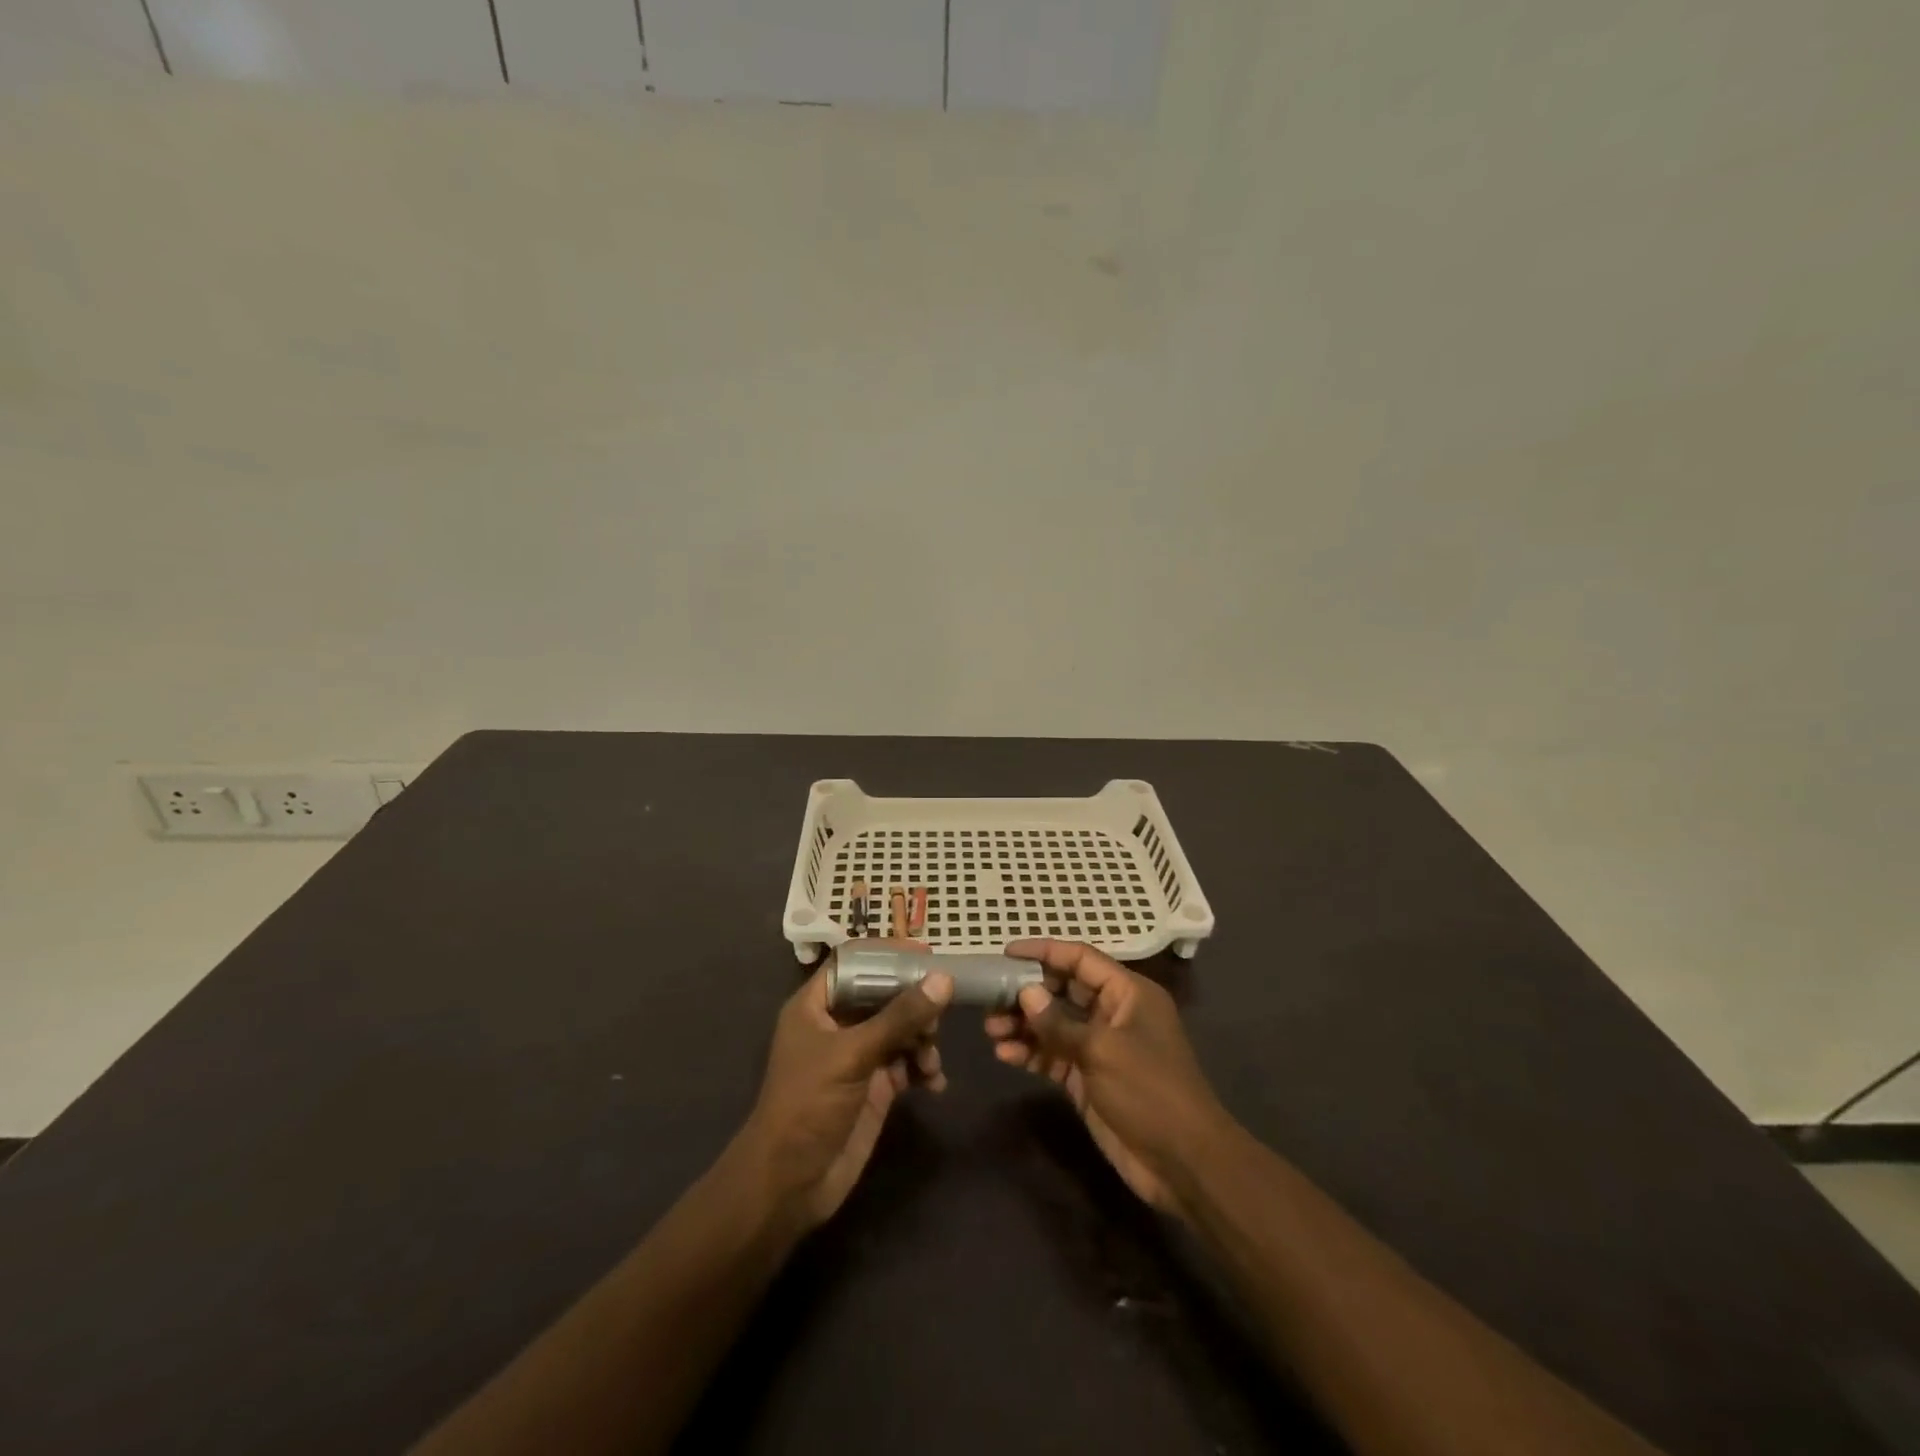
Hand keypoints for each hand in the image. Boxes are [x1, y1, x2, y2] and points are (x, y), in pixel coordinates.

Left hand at [736, 947, 952, 1231]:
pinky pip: (907, 1063)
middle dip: (914, 1002)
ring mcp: (858, 1056)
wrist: (790, 1184)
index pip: (854, 962)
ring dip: (922, 1038)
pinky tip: (934, 1082)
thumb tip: (943, 979)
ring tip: (930, 1059)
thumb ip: (899, 1017)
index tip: (926, 955)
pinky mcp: (875, 1086)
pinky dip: (924, 1068)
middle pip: (884, 994)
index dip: (888, 954)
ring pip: (900, 1028)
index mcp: (817, 1005)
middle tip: (938, 1014)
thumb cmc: (808, 1105)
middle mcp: (838, 1024)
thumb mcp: (853, 1054)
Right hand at [985, 939, 1231, 1219]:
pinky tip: (1005, 1055)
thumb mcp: (1103, 1051)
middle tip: (990, 998)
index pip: (1081, 959)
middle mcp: (1113, 1014)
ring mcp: (1100, 1048)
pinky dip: (1030, 1053)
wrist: (1183, 1163)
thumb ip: (1060, 1023)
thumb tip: (1025, 993)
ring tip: (991, 1030)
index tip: (1007, 952)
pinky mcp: (1088, 1079)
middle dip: (1027, 992)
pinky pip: (1054, 1056)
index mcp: (1128, 993)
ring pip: (1054, 1025)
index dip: (1044, 951)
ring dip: (1024, 1025)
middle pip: (1064, 991)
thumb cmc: (1150, 1091)